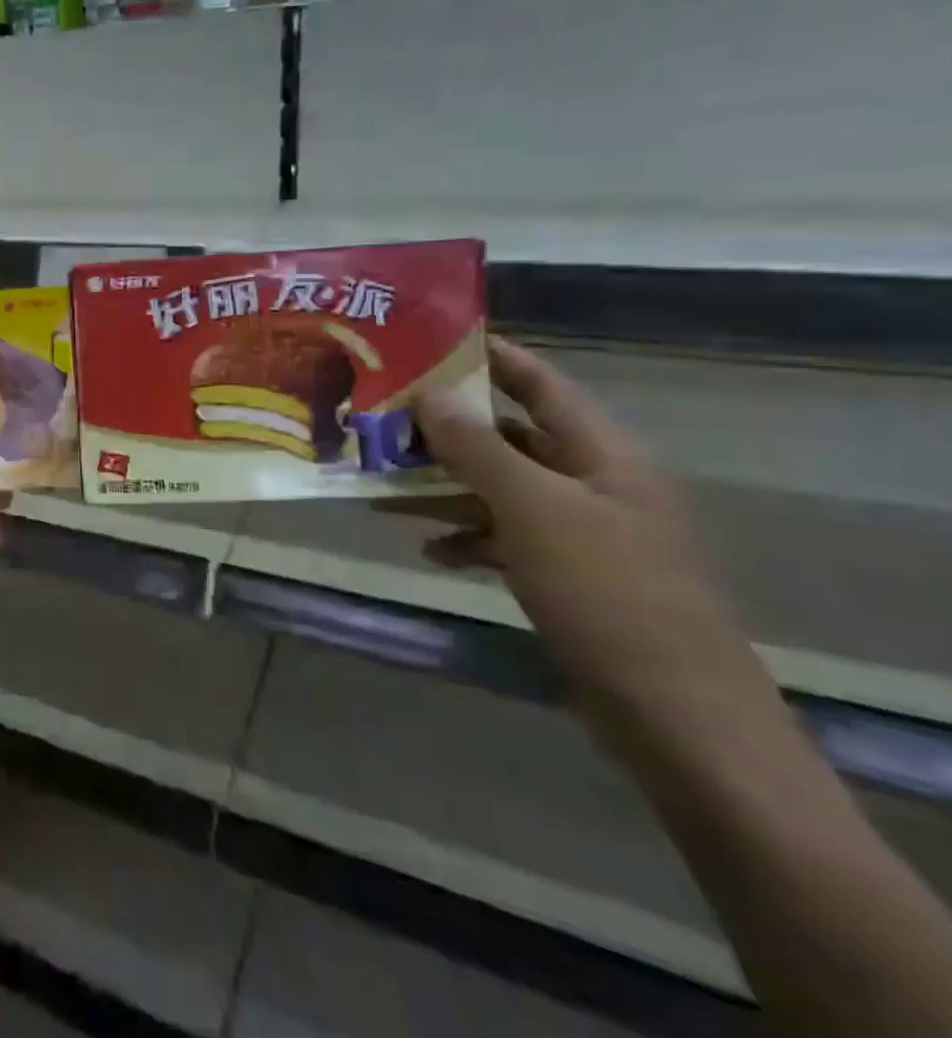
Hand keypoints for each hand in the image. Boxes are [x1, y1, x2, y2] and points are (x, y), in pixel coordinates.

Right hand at [412, 338, 747, 711]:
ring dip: (445, 486)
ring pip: (499, 489)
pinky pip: (503, 538)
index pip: (543, 384)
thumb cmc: (608, 594)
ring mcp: (580, 533)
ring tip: (383, 482)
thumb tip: (430, 393)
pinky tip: (428, 548)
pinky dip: (465, 537)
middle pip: (511, 437)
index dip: (494, 357)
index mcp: (603, 455)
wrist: (675, 717)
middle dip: (448, 428)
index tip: (432, 340)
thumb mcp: (534, 511)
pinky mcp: (566, 576)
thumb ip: (479, 448)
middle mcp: (593, 484)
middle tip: (384, 415)